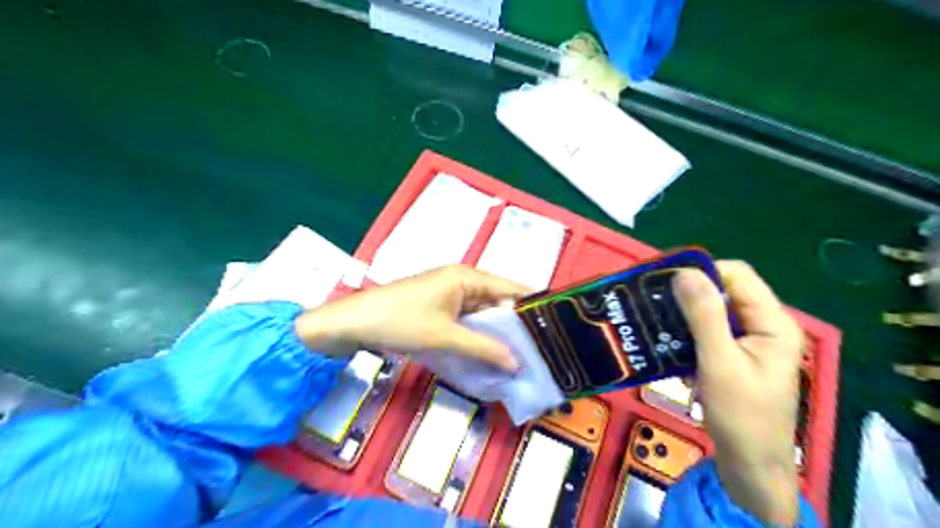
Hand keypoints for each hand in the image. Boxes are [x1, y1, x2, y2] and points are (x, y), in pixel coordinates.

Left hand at [293, 265, 527, 369]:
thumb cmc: (401, 321)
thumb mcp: (444, 337)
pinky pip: (465, 320)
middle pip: (497, 302)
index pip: (510, 289)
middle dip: (514, 327)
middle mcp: (461, 280)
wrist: (352, 323)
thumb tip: (517, 364)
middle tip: (537, 352)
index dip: (531, 307)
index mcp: (467, 276)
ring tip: (518, 358)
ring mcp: (448, 294)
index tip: (553, 329)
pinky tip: (487, 355)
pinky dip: (476, 336)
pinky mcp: (437, 307)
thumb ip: (484, 349)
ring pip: (482, 314)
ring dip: (495, 334)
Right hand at [672, 263, 804, 526]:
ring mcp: (748, 342)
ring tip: (658, 330)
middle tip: (653, 306)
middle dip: (687, 298)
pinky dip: (687, 339)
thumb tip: (683, 273)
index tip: (663, 283)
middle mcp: (763, 325)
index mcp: (772, 322)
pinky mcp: (733, 356)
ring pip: (710, 313)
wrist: (750, 467)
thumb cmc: (741, 416)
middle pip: (722, 293)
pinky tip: (672, 354)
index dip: (701, 272)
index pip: (736, 275)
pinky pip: (707, 334)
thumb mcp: (719, 362)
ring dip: (683, 320)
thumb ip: (704, 316)